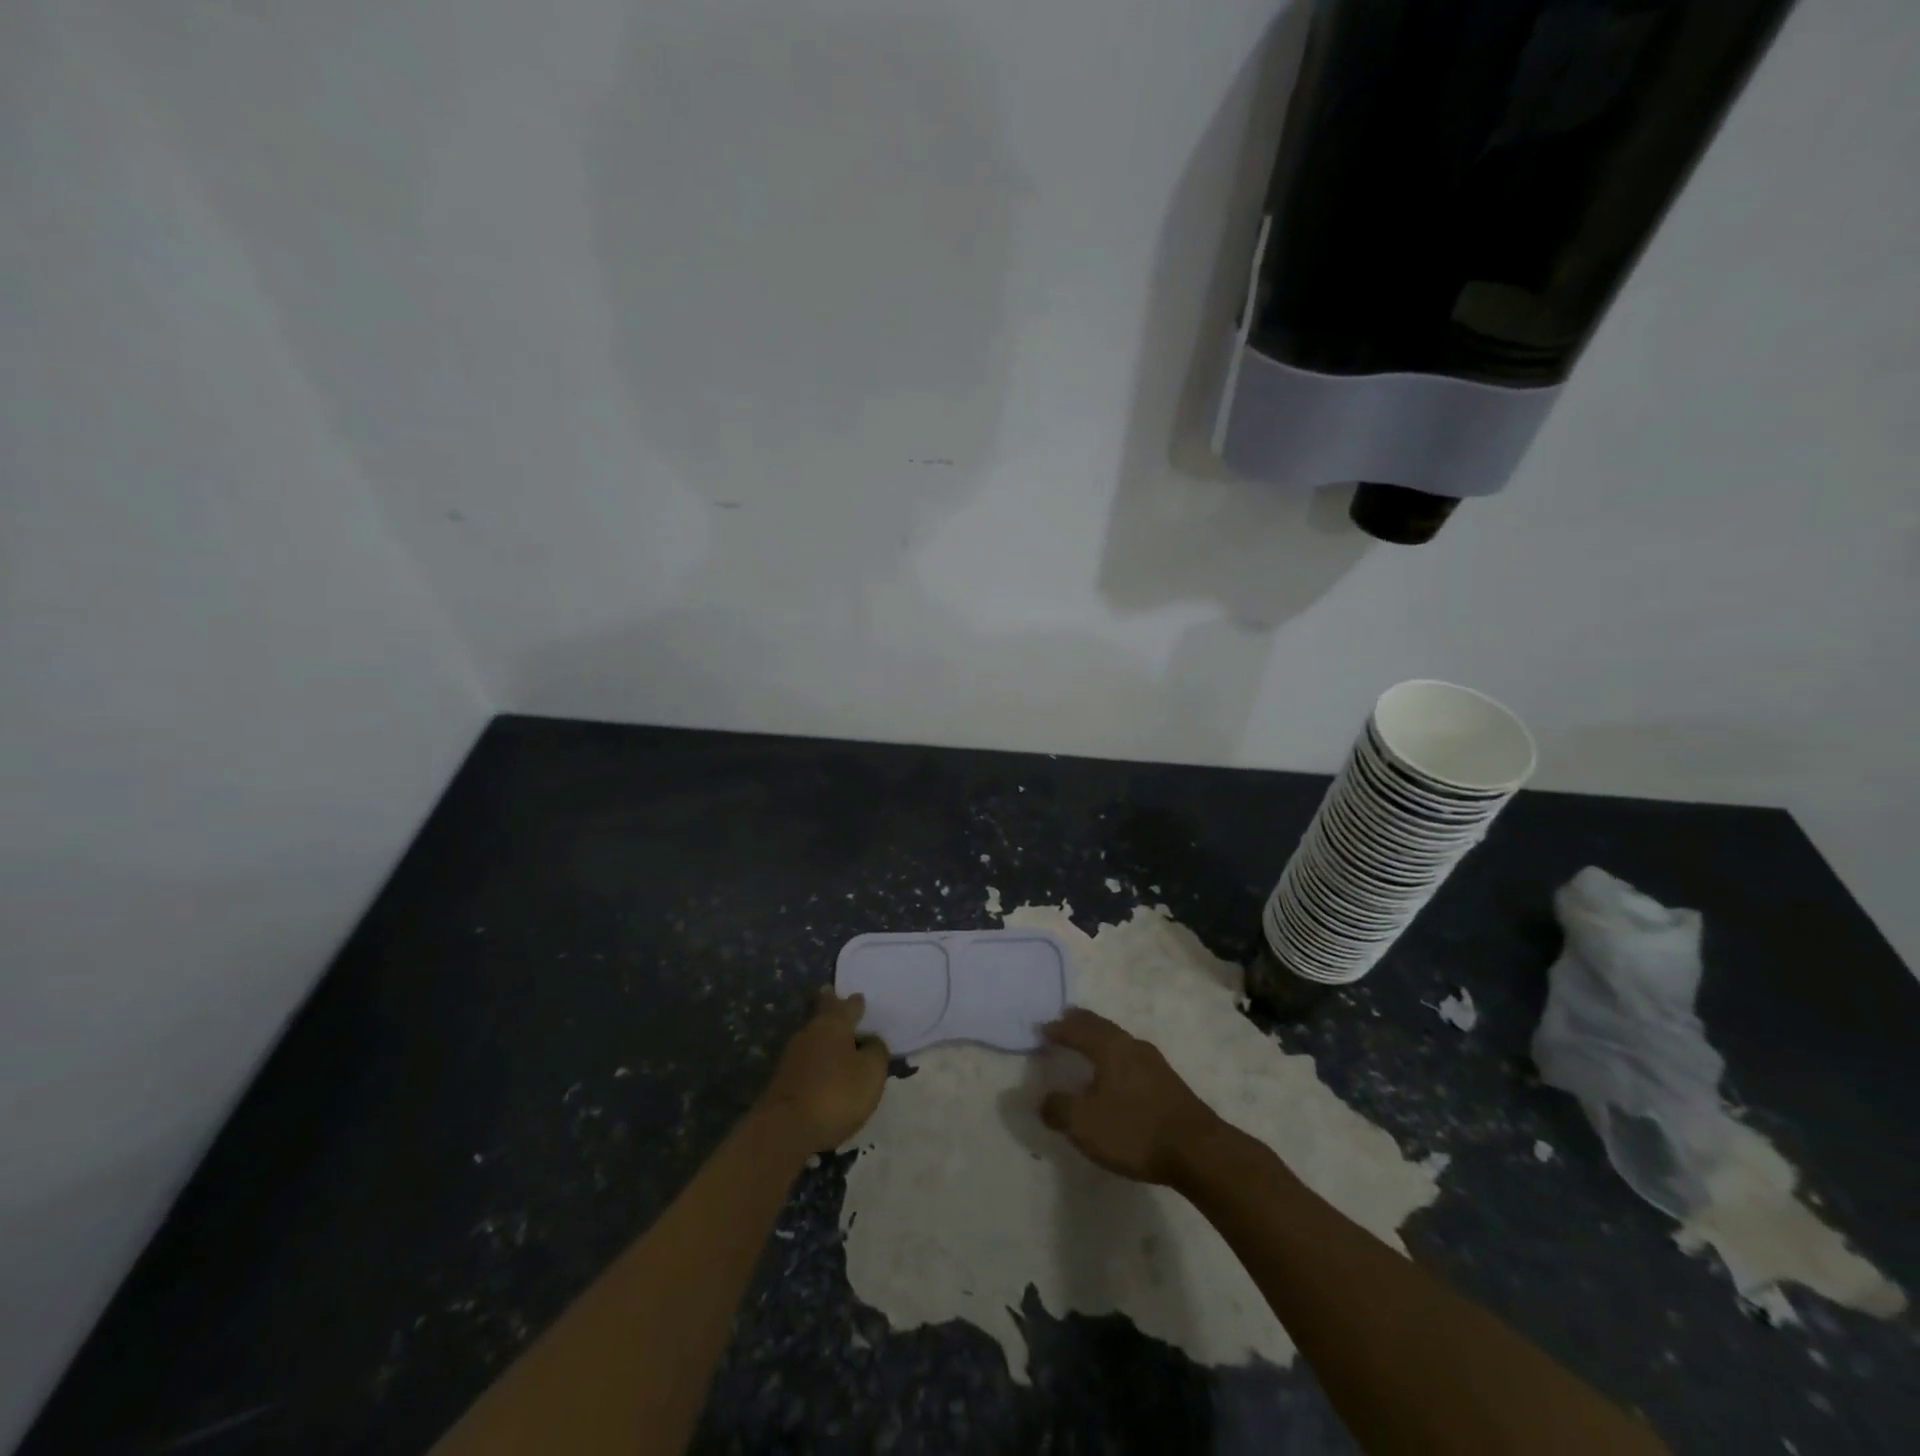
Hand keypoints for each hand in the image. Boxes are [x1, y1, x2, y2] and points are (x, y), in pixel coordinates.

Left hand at [758, 989, 889, 1151]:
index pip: (848, 1006)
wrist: (785, 1129)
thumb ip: (876, 1051)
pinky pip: (805, 1059)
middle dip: (828, 1004)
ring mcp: (792, 1055)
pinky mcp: (783, 1079)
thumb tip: (870, 1041)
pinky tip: (820, 1064)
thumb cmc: (836, 1094)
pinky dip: (815, 1057)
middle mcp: (810, 1032)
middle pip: (822, 1013)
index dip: (856, 1003)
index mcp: (834, 1024)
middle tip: (830, 992)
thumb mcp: (871, 1072)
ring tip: (831, 1032)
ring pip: (812, 1035)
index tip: (859, 998)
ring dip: (821, 1033)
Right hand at [1039, 1008, 1220, 1185]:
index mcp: (1110, 1047)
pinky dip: (1116, 1057)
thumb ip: (1059, 1109)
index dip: (1058, 1029)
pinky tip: (1116, 1074)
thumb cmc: (1134, 1130)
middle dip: (1081, 1023)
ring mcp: (1154, 1063)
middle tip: (1065, 1018)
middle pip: (1101, 1026)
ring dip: (1100, 1038)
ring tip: (1088, 1043)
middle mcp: (1132, 1046)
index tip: (1042, 1028)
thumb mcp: (1085, 1124)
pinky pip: (1132, 1058)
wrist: (1198, 1151)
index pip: (1078, 1030)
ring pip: (1119, 1040)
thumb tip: (1043, 1100)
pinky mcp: (1168, 1083)